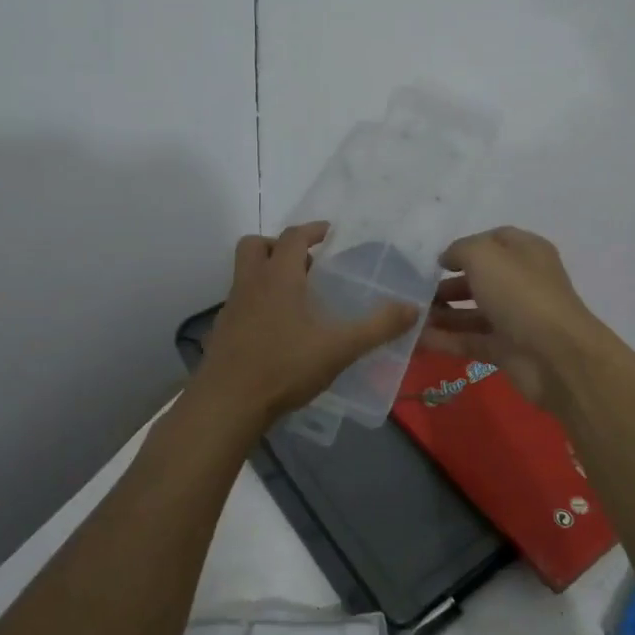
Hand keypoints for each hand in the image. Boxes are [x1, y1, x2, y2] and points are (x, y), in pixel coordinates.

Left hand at [196, 222, 419, 423]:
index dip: (312, 230)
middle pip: (256, 246)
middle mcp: (251, 284)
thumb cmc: (284, 367)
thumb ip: (377, 327)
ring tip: (296, 298)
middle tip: (305, 263)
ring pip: (245, 274)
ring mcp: (231, 308)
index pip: (292, 237)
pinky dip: (258, 304)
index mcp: (278, 277)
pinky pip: (240, 303)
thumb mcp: (340, 348)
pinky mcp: (222, 332)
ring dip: (267, 274)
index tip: (329, 233)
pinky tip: (277, 331)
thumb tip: (412, 309)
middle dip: (279, 246)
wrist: (228, 404)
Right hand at [420, 226, 604, 412]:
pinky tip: (416, 339)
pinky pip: (470, 341)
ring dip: (442, 314)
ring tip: (411, 316)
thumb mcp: (484, 256)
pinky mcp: (506, 350)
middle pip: (481, 279)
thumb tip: (447, 259)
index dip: (465, 246)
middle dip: (448, 284)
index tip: (436, 261)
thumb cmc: (520, 294)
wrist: (555, 356)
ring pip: (473, 312)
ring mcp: (515, 319)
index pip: (494, 240)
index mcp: (526, 253)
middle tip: (417, 292)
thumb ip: (460, 250)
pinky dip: (445, 340)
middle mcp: (522, 283)